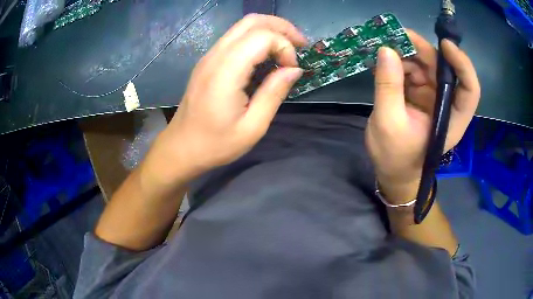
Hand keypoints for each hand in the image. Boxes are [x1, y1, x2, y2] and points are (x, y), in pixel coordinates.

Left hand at [146, 14, 306, 186]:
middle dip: (281, 27)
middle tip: (300, 45)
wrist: (181, 148)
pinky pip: (235, 38)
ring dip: (270, 30)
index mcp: (225, 72)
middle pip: (251, 21)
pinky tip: (267, 55)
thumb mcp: (253, 127)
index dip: (284, 46)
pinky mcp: (208, 62)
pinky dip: (256, 38)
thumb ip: (274, 93)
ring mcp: (209, 57)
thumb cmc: (216, 144)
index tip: (292, 69)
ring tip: (288, 47)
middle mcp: (215, 56)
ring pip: (242, 26)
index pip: (262, 36)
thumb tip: (294, 70)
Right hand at [365, 30, 479, 203]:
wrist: (392, 172)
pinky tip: (382, 63)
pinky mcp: (419, 95)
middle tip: (396, 36)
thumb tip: (386, 50)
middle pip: (443, 69)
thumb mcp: (388, 123)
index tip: (445, 44)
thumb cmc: (395, 157)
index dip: (462, 64)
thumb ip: (388, 86)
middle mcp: (446, 104)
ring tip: (382, 52)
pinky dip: (398, 64)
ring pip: (426, 66)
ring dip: (406, 55)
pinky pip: (412, 71)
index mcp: (451, 118)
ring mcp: (432, 98)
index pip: (469, 89)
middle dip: (422, 51)